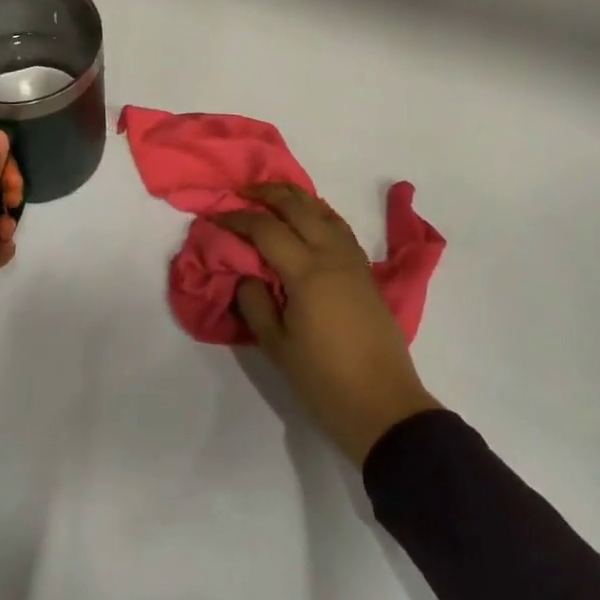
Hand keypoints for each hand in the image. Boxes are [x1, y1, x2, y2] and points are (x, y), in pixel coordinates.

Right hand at [217, 184, 439, 464]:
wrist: (383, 405)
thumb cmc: (324, 381)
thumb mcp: (277, 346)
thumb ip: (255, 302)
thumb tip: (247, 274)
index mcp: (307, 273)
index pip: (266, 228)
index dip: (237, 218)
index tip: (215, 218)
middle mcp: (332, 255)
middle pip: (298, 206)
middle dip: (266, 194)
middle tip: (240, 195)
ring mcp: (353, 261)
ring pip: (323, 210)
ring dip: (295, 198)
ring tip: (270, 199)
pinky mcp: (365, 272)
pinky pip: (338, 226)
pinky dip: (317, 213)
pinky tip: (306, 221)